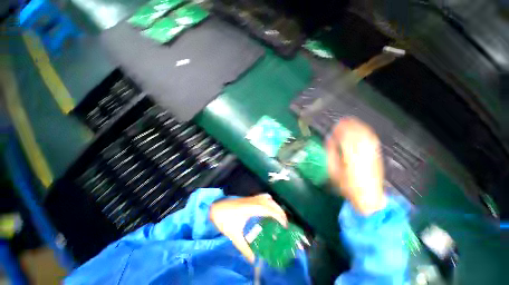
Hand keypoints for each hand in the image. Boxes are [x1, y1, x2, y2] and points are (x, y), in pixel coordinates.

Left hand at [210, 194, 287, 262]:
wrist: (215, 208)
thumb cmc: (224, 220)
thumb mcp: (234, 236)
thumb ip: (244, 248)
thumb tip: (254, 260)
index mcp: (250, 209)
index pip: (268, 209)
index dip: (278, 216)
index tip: (285, 225)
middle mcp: (252, 201)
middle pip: (270, 202)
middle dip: (279, 211)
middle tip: (284, 223)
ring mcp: (251, 198)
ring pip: (267, 198)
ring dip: (275, 205)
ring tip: (278, 216)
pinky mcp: (249, 198)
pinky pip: (262, 196)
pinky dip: (269, 201)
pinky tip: (268, 209)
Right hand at [326, 117, 386, 215]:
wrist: (369, 197)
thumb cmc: (347, 186)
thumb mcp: (333, 171)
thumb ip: (330, 154)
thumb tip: (329, 140)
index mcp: (350, 157)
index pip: (346, 138)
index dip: (341, 130)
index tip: (335, 125)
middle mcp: (363, 153)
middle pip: (358, 134)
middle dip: (350, 125)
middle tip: (342, 121)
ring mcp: (372, 154)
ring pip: (366, 135)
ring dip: (359, 126)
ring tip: (351, 122)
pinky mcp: (377, 156)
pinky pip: (372, 140)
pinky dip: (366, 132)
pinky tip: (362, 129)